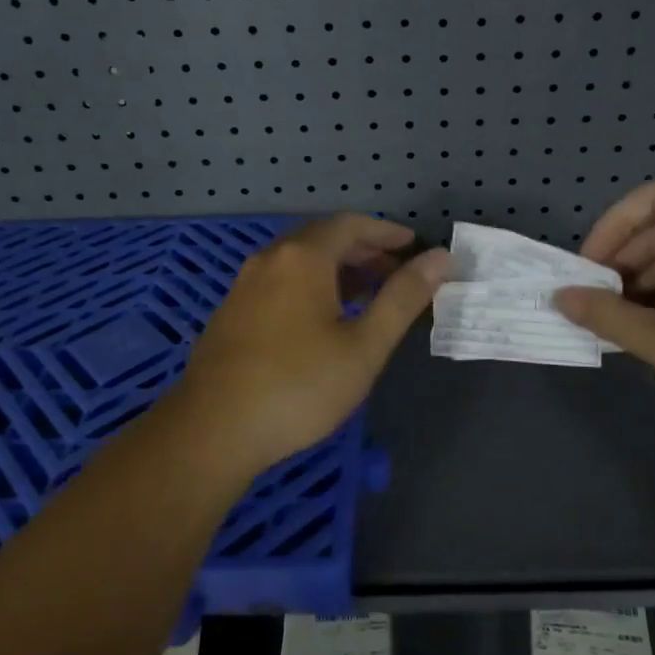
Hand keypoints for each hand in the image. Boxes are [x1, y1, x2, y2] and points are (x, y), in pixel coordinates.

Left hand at [173, 215, 449, 477]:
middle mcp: (270, 259)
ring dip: (338, 269)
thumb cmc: (299, 386)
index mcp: (303, 257)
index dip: (386, 232)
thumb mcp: (364, 345)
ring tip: (368, 294)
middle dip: (364, 250)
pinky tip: (324, 318)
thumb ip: (403, 298)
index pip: (351, 225)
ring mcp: (245, 285)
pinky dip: (312, 285)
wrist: (213, 430)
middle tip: (397, 272)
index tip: (414, 246)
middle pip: (323, 238)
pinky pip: (281, 281)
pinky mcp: (232, 312)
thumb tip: (440, 258)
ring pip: (300, 261)